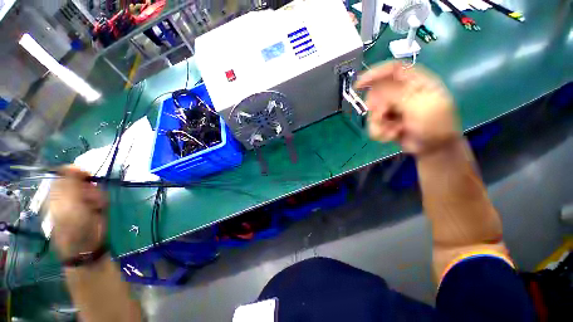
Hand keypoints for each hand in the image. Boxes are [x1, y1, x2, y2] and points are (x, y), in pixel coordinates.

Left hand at [49, 166, 107, 258]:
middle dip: (88, 188)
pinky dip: (102, 200)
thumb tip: (72, 166)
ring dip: (96, 195)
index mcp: (57, 193)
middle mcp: (69, 194)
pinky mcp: (94, 205)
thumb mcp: (68, 204)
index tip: (86, 175)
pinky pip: (101, 195)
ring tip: (95, 206)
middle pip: (81, 180)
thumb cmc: (73, 226)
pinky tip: (99, 208)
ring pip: (93, 188)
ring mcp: (82, 200)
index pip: (65, 174)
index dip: (76, 172)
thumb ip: (69, 184)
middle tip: (88, 199)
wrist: (86, 244)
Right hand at [355, 61, 460, 154]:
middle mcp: (402, 93)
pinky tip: (392, 135)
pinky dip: (379, 132)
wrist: (434, 149)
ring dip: (379, 124)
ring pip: (373, 111)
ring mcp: (393, 108)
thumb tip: (375, 88)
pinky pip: (373, 124)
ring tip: (393, 130)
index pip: (392, 69)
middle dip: (377, 107)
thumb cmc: (435, 125)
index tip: (358, 85)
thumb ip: (397, 94)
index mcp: (415, 82)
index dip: (374, 73)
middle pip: (377, 92)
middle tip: (384, 116)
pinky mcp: (387, 122)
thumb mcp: (419, 106)